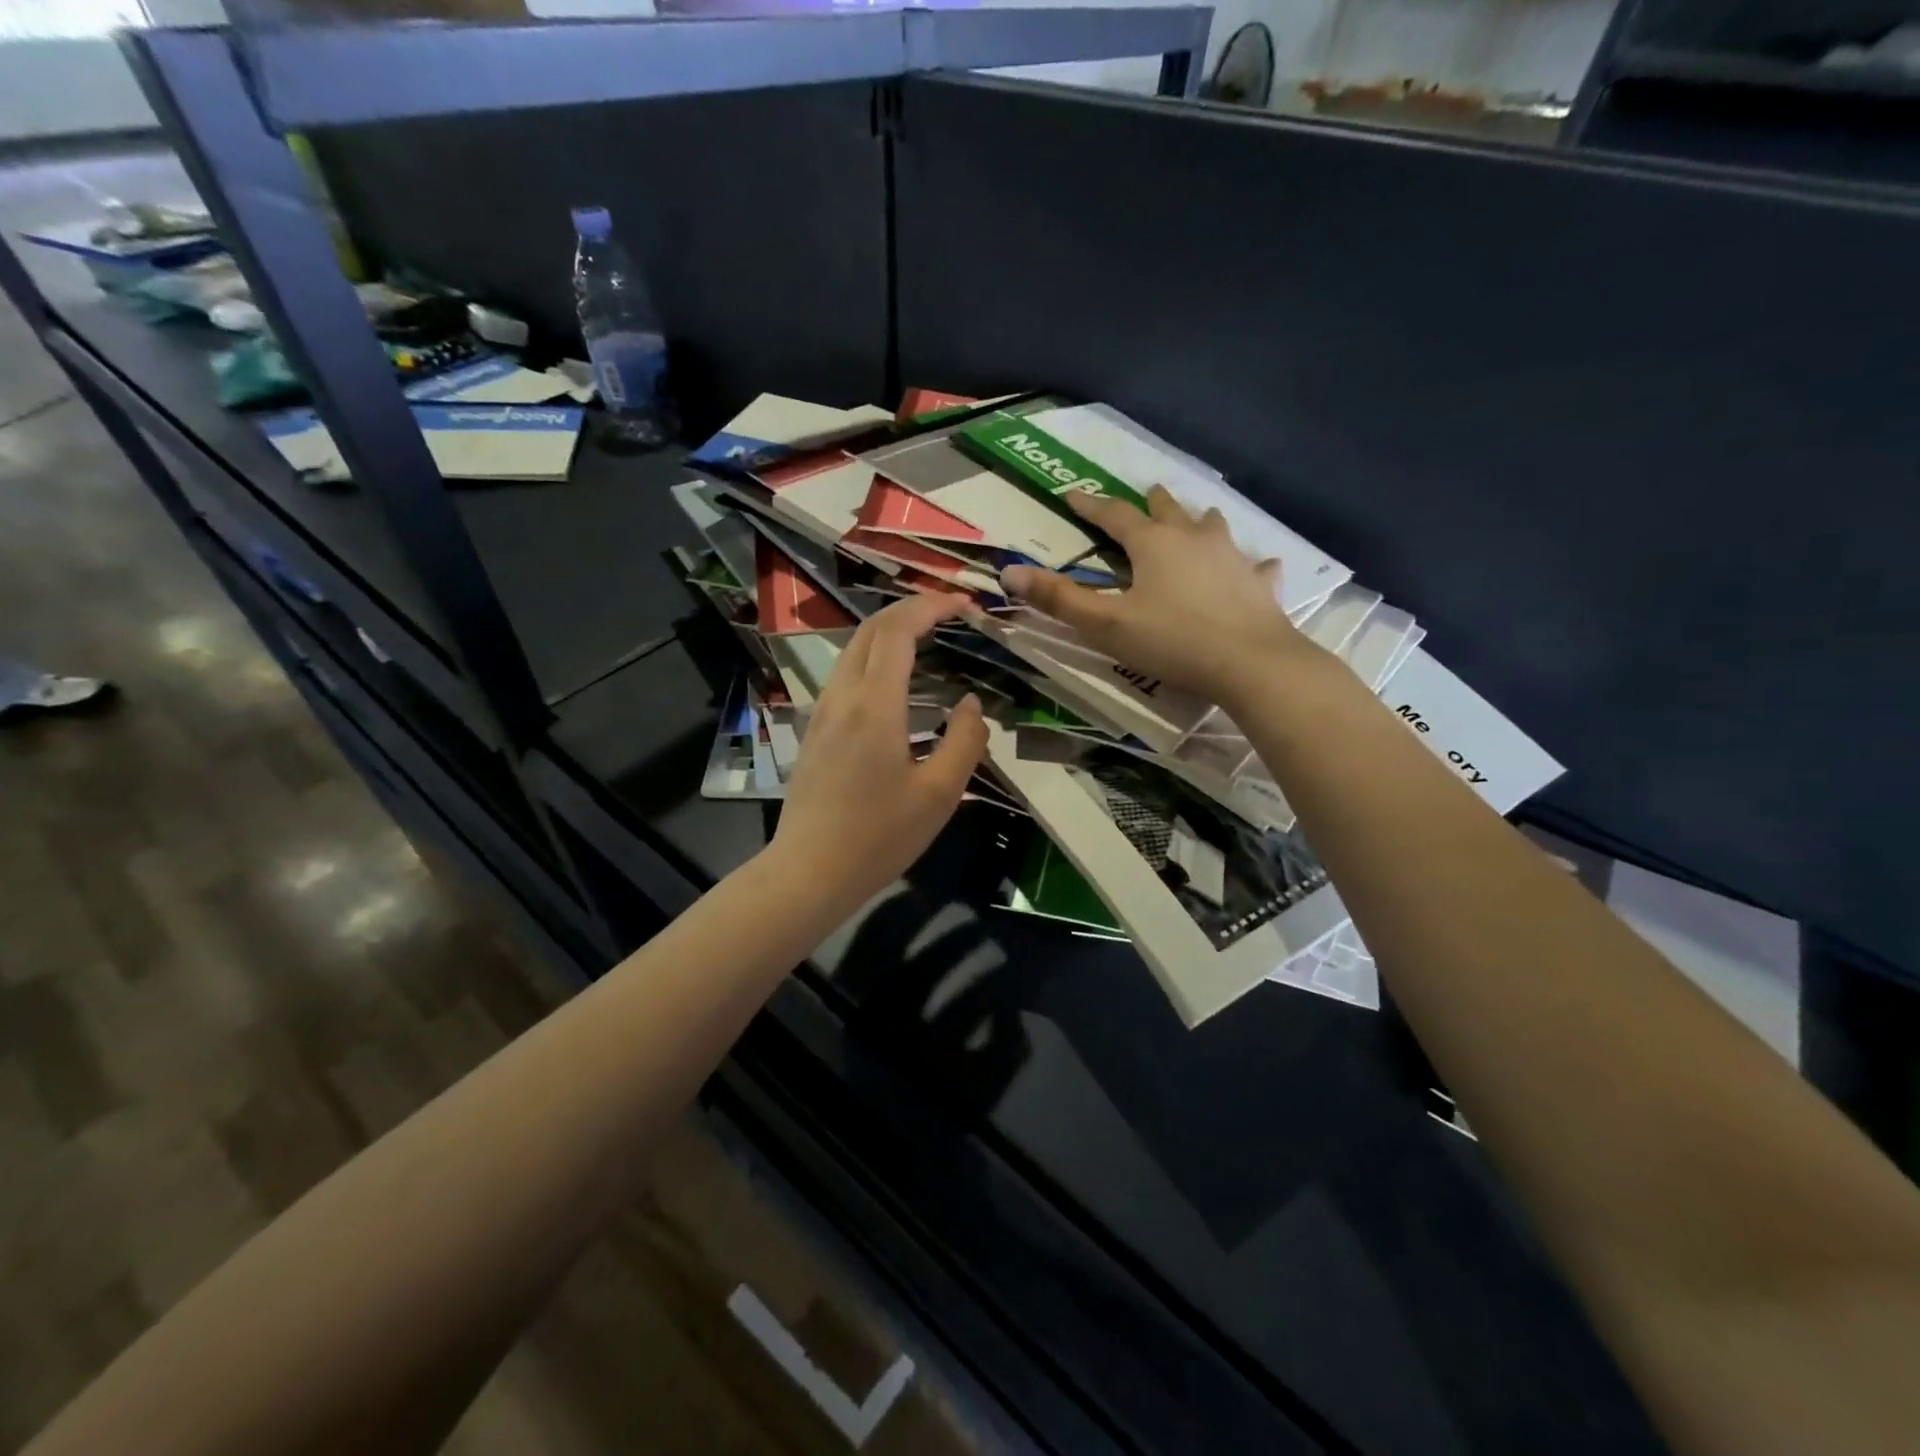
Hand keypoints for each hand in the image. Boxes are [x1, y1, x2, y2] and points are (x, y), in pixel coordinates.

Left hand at [768, 594, 988, 906]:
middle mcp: (843, 697)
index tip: (965, 604)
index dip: (932, 607)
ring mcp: (822, 712)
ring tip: (929, 641)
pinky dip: (875, 658)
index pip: (898, 631)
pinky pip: (846, 675)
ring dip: (890, 633)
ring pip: (853, 650)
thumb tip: (970, 704)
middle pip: (871, 629)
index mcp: (875, 705)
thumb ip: (964, 741)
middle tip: (950, 614)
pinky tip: (897, 684)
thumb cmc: (879, 836)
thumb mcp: (940, 794)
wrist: (809, 871)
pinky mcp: (815, 731)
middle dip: (911, 610)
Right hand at [999, 486, 1309, 705]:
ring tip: (1196, 522)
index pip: (1115, 515)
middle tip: (1146, 495)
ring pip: (1213, 526)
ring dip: (1199, 521)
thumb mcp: (1105, 625)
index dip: (1091, 505)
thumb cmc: (1172, 641)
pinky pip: (1256, 566)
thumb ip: (1058, 599)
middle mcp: (1194, 538)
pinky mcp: (1260, 584)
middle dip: (1152, 503)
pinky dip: (1251, 565)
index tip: (1072, 495)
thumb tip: (1009, 572)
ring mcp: (1233, 558)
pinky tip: (1258, 568)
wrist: (1250, 663)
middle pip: (1169, 510)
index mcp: (1153, 544)